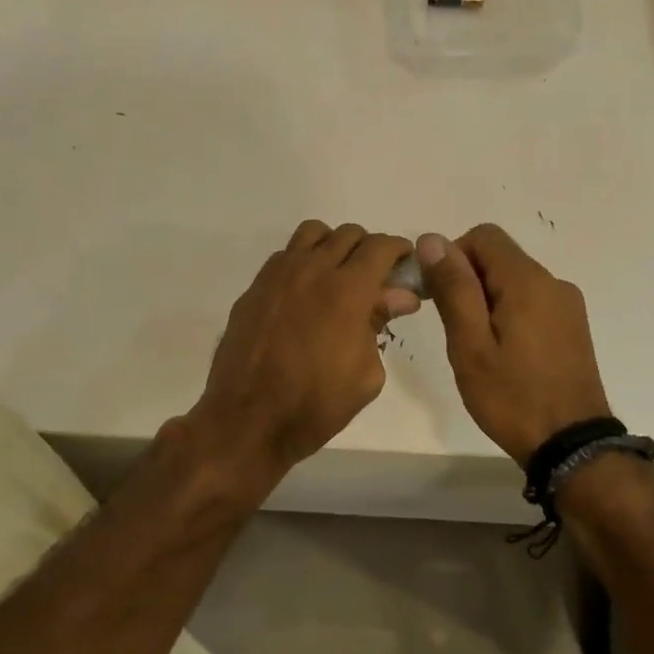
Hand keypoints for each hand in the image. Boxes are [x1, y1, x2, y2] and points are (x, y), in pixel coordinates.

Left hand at [188, 221, 421, 476]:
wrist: (249, 420)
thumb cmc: (317, 405)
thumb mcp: (366, 373)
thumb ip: (381, 323)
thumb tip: (400, 296)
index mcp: (348, 290)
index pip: (381, 246)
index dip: (399, 250)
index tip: (405, 265)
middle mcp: (312, 270)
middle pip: (348, 234)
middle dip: (368, 249)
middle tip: (374, 278)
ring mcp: (277, 276)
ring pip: (312, 234)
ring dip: (332, 246)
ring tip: (337, 277)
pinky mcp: (254, 288)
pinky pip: (284, 256)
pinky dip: (302, 262)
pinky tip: (304, 294)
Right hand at [417, 225, 611, 464]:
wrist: (571, 445)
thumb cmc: (512, 396)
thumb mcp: (470, 344)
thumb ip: (453, 288)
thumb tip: (432, 239)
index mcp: (528, 281)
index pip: (483, 236)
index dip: (452, 256)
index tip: (438, 296)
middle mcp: (553, 283)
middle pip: (499, 257)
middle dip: (467, 280)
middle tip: (454, 329)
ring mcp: (568, 306)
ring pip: (514, 280)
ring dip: (486, 300)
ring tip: (477, 347)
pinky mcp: (572, 327)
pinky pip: (531, 301)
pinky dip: (508, 313)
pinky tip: (503, 354)